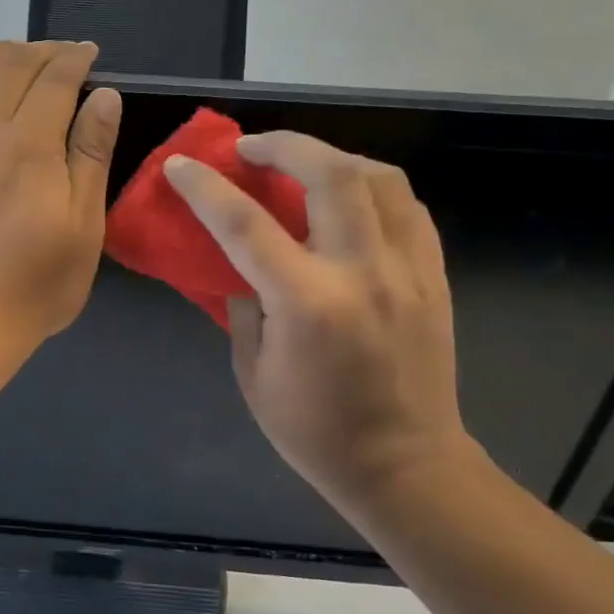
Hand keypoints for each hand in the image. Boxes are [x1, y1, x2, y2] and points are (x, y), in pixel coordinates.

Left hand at [0, 41, 121, 353]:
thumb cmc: (35, 283)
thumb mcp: (83, 226)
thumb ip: (90, 155)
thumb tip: (103, 96)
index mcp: (29, 146)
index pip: (54, 78)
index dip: (74, 58)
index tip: (89, 55)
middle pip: (10, 65)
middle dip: (41, 50)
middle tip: (61, 56)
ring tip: (17, 54)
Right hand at [163, 132, 473, 515]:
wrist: (407, 468)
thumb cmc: (314, 430)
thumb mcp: (252, 371)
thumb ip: (244, 305)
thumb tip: (242, 265)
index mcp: (307, 303)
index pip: (246, 224)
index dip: (206, 187)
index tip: (180, 165)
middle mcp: (362, 273)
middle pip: (330, 174)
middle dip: (283, 145)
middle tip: (250, 148)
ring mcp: (407, 271)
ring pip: (380, 178)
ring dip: (333, 157)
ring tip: (302, 163)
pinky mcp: (433, 277)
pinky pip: (407, 207)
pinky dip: (372, 187)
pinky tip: (349, 197)